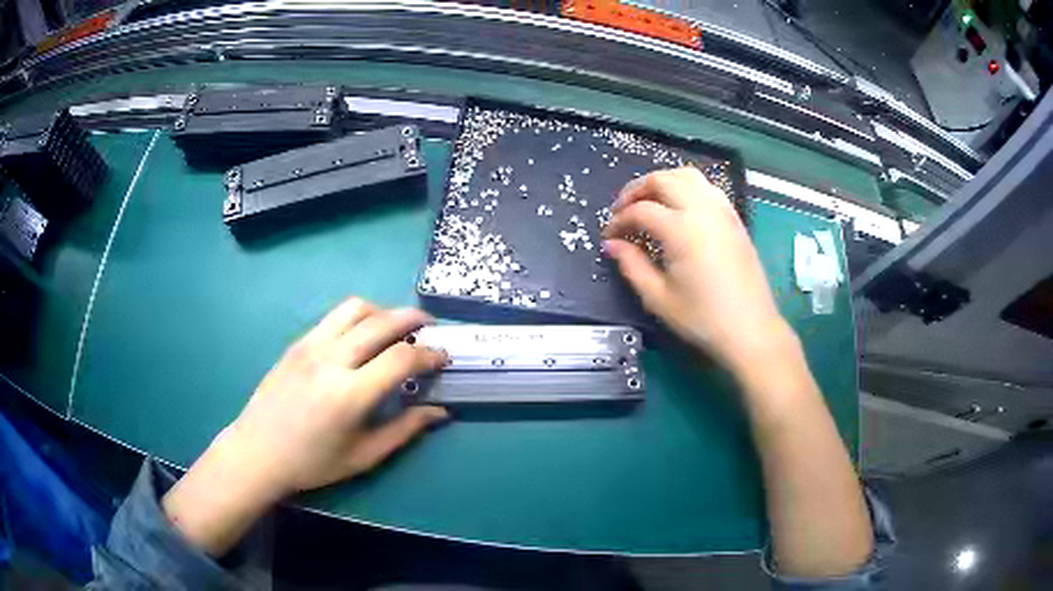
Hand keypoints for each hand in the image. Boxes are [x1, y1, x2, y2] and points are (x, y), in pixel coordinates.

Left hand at [163, 298, 447, 555]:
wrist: (258, 451)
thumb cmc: (312, 463)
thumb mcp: (364, 456)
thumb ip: (405, 430)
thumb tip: (440, 412)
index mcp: (350, 394)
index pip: (401, 357)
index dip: (430, 353)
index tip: (443, 357)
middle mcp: (331, 360)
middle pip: (381, 321)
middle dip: (413, 319)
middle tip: (429, 328)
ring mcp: (310, 346)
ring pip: (355, 308)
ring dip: (383, 311)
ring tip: (395, 328)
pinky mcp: (297, 343)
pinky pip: (334, 318)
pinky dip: (358, 318)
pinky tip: (361, 337)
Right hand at [603, 167, 794, 375]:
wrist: (750, 329)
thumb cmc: (703, 319)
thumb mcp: (659, 298)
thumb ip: (632, 265)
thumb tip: (612, 245)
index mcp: (681, 229)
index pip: (640, 210)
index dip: (618, 221)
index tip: (609, 236)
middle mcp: (702, 209)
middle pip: (662, 180)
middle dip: (636, 190)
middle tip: (622, 210)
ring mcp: (722, 210)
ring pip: (686, 175)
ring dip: (662, 181)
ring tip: (649, 201)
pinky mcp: (734, 218)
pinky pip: (706, 187)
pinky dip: (686, 187)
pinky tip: (679, 206)